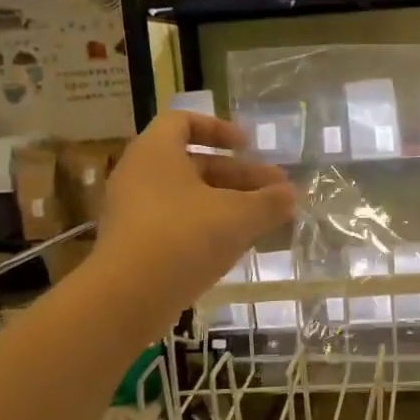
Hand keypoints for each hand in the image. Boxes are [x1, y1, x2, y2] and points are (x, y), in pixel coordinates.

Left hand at [91, 112, 296, 329]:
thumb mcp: (239, 216)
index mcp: (156, 152)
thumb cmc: (184, 237)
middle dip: (240, 176)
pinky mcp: (135, 245)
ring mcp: (134, 212)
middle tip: (277, 191)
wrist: (128, 297)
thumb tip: (291, 195)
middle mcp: (139, 175)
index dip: (218, 129)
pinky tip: (237, 245)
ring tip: (265, 220)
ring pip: (189, 197)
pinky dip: (208, 227)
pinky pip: (176, 224)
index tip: (248, 147)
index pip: (183, 121)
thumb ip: (270, 202)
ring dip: (228, 203)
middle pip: (195, 164)